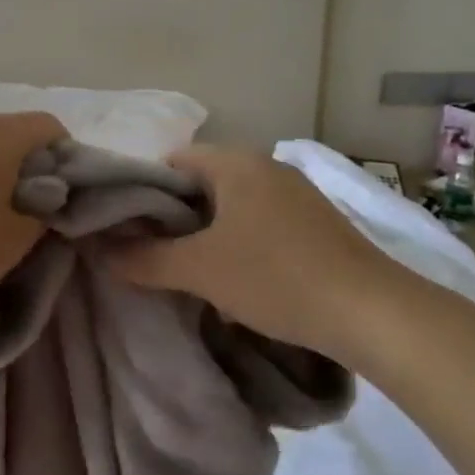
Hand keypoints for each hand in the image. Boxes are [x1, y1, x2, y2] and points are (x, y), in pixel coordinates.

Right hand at [105, 145, 421, 359]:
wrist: (373, 313)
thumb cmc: (275, 277)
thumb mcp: (200, 270)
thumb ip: (144, 259)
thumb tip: (101, 252)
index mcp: (235, 163)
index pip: (171, 162)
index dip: (144, 193)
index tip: (130, 231)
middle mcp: (266, 166)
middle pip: (201, 184)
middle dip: (175, 219)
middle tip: (156, 256)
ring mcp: (296, 193)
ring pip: (231, 206)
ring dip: (208, 235)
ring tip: (194, 274)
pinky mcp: (317, 222)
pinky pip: (261, 222)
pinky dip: (241, 243)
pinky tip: (240, 281)